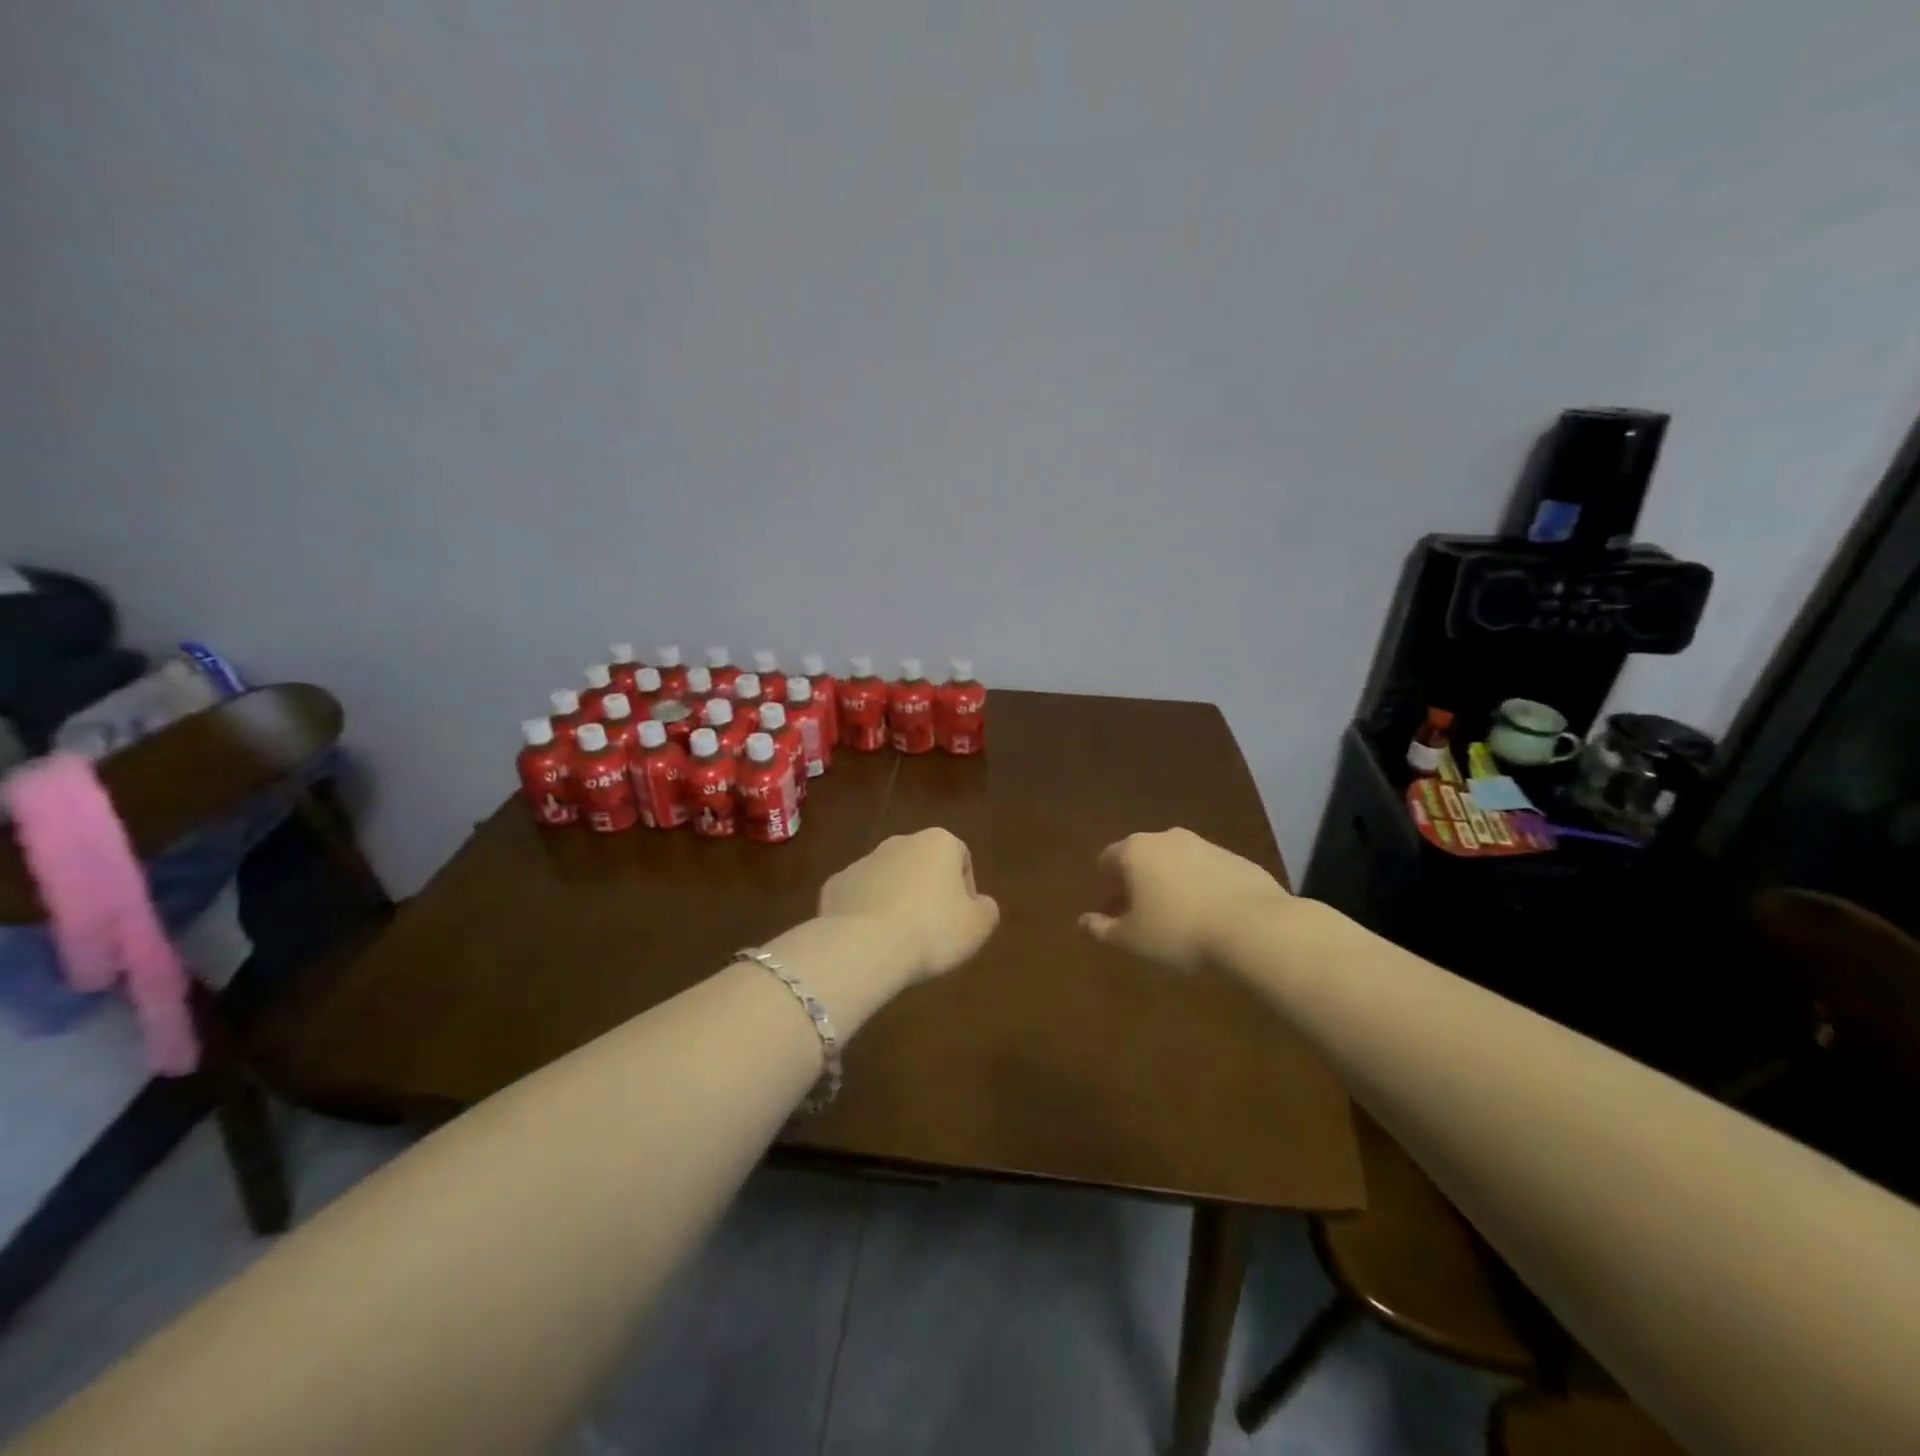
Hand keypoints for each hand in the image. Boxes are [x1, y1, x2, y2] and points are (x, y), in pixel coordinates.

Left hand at [819, 829, 999, 983]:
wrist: (865, 945)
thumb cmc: (932, 930)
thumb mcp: (977, 927)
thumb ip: (986, 910)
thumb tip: (980, 904)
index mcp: (938, 843)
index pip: (961, 857)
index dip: (965, 889)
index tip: (961, 919)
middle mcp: (899, 842)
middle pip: (921, 864)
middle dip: (927, 891)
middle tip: (931, 929)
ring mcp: (863, 861)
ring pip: (887, 879)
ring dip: (895, 900)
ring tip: (899, 939)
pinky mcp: (835, 885)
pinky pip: (858, 897)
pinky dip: (865, 913)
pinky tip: (870, 940)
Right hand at [1079, 827, 1290, 971]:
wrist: (1254, 926)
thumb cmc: (1178, 931)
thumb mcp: (1132, 940)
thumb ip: (1103, 929)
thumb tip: (1082, 922)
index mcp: (1135, 851)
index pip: (1107, 860)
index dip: (1105, 886)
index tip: (1111, 910)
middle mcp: (1167, 838)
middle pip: (1141, 858)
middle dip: (1137, 883)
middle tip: (1141, 916)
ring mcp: (1205, 845)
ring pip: (1176, 862)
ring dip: (1170, 884)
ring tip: (1178, 919)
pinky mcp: (1236, 859)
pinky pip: (1207, 872)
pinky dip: (1201, 888)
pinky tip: (1210, 917)